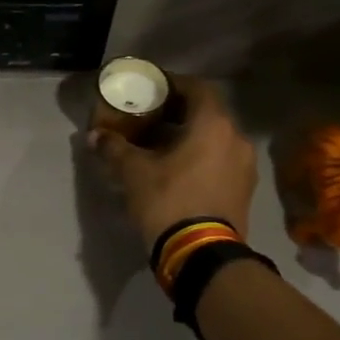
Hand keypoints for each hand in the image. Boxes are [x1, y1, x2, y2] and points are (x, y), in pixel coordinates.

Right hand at [89, 75, 258, 246]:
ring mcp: (245, 166)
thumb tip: (94, 136)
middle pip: (207, 114)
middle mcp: (236, 139)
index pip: (197, 88)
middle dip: (179, 113)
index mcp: (213, 125)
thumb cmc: (168, 201)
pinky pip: (221, 161)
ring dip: (190, 137)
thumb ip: (115, 149)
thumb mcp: (133, 173)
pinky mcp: (244, 190)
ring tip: (160, 146)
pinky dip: (201, 157)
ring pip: (215, 139)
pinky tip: (177, 170)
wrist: (201, 255)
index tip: (153, 88)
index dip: (174, 84)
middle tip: (150, 117)